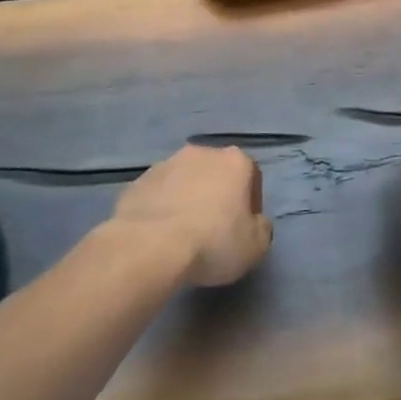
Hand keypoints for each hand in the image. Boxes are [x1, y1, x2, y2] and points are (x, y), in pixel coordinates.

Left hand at [111, 144, 272, 286]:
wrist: (149, 246)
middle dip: (217, 195)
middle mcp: (202, 152)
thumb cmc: (213, 242)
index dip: (251, 203)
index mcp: (235, 161)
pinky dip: (162, 207)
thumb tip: (255, 222)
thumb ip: (261, 228)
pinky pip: (159, 194)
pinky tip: (159, 234)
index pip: (252, 176)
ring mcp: (166, 164)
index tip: (244, 228)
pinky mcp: (138, 181)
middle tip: (214, 229)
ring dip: (188, 199)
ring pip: (185, 180)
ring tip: (183, 233)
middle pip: (216, 173)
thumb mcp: (256, 246)